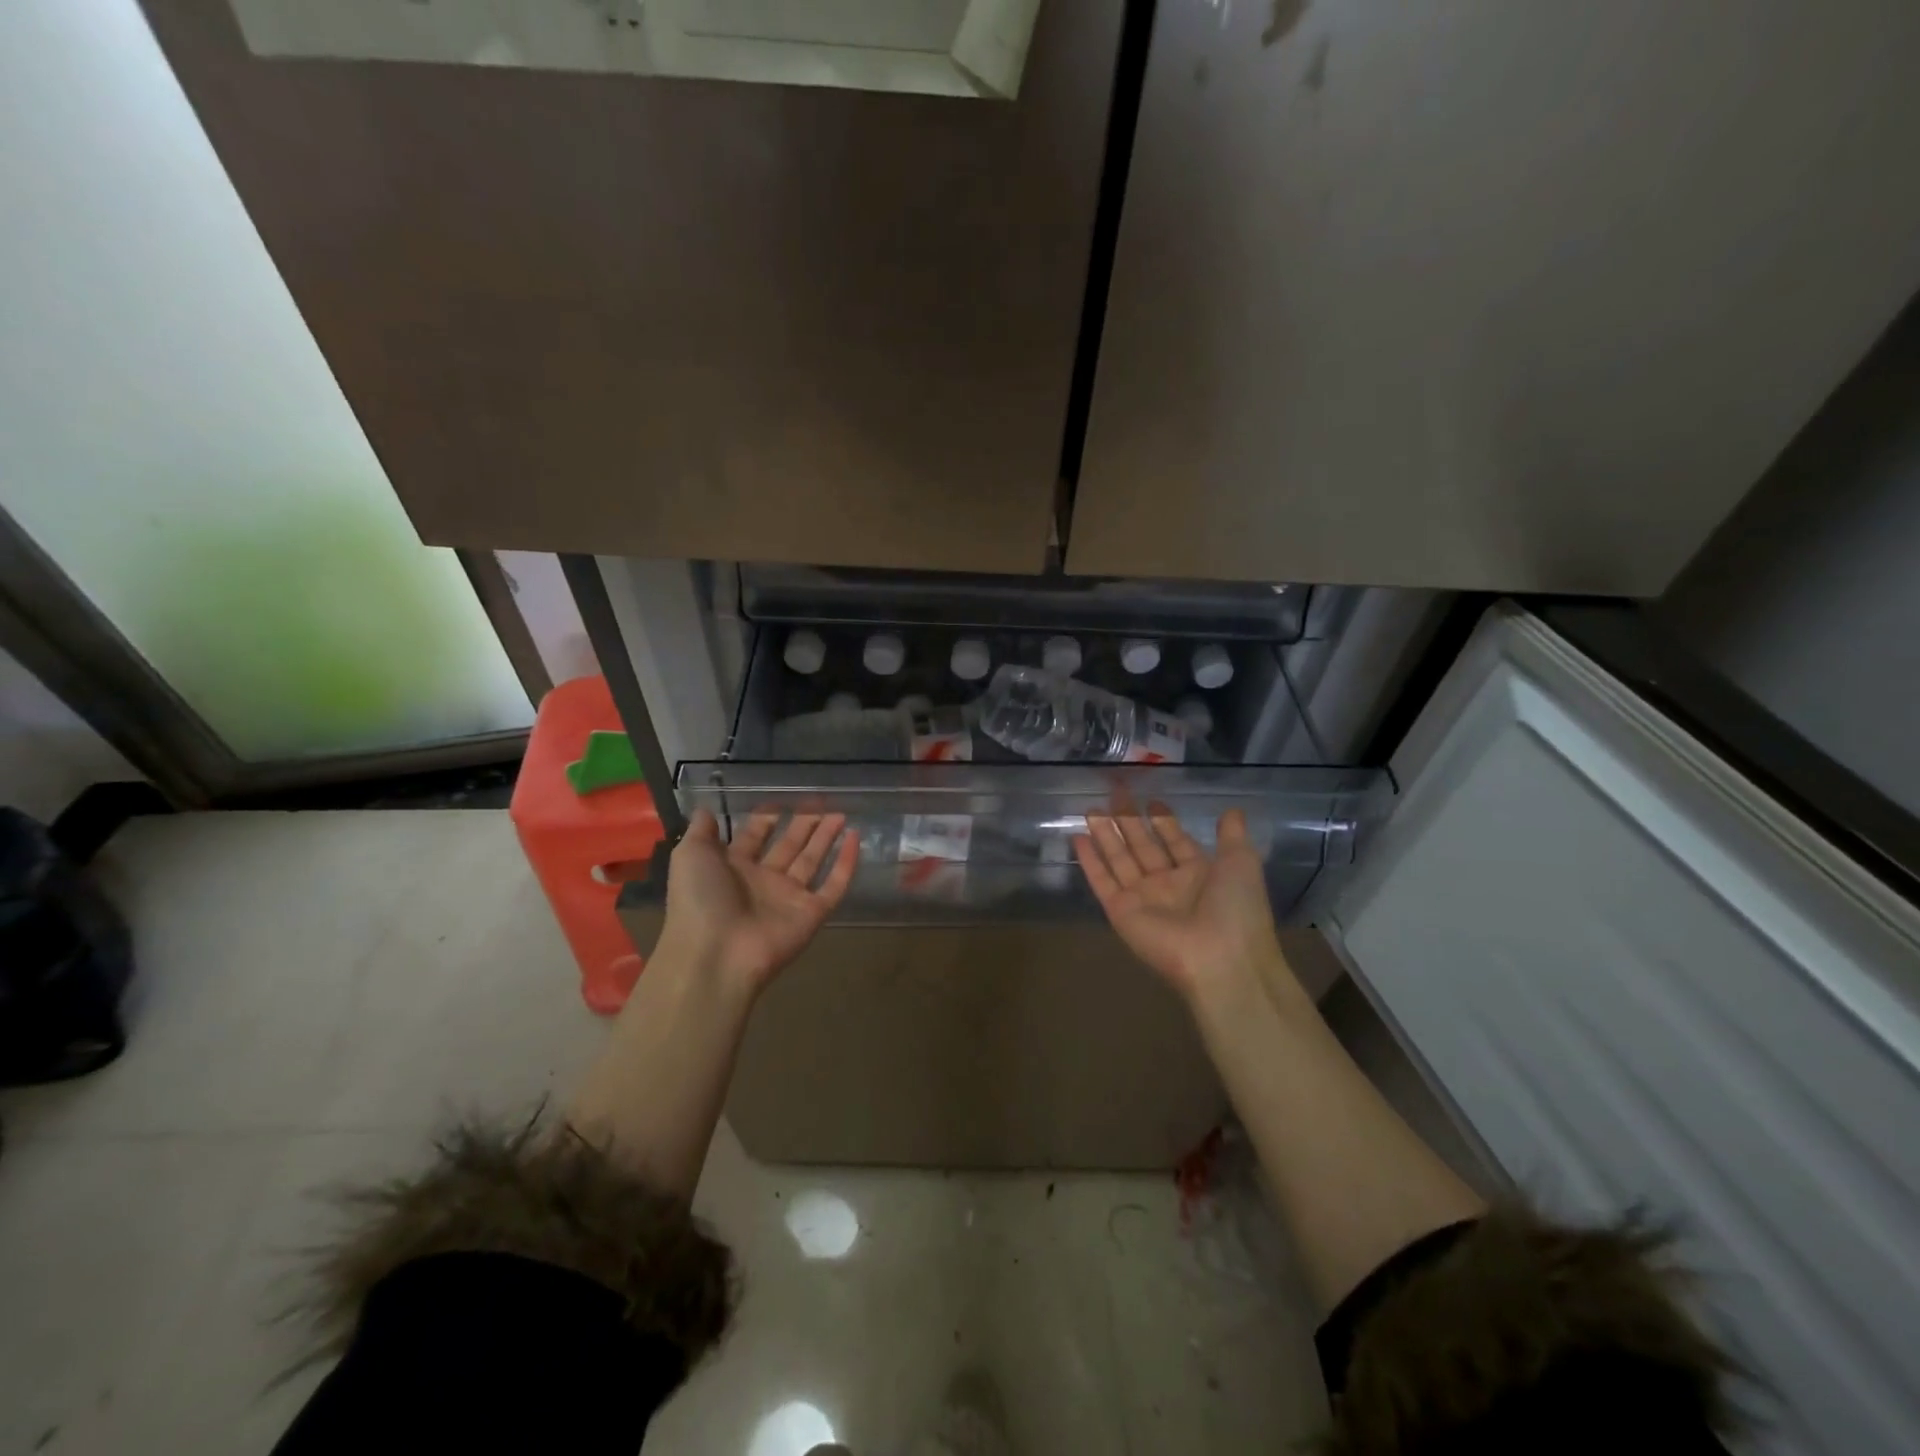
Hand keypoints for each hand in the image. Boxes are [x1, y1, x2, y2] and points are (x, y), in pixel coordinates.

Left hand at [658, 808, 858, 992]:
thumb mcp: (690, 855)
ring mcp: (788, 898)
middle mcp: (762, 881)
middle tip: (820, 803)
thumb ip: (701, 831)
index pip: (753, 837)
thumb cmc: (700, 900)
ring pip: (812, 861)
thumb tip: (706, 808)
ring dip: (826, 837)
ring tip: (841, 814)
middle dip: (803, 825)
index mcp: (732, 868)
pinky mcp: (812, 914)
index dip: (766, 819)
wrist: (716, 954)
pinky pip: (834, 885)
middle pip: (787, 846)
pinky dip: (846, 863)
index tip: (783, 800)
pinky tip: (856, 838)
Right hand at [1073, 806, 1288, 1003]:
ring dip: (1105, 834)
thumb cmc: (1236, 909)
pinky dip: (1089, 861)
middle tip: (1114, 794)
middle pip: (1143, 846)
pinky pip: (1102, 881)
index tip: (1151, 800)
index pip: (1176, 842)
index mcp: (1199, 874)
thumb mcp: (1242, 863)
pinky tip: (1077, 838)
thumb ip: (1232, 836)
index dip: (1164, 822)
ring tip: (1090, 809)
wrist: (1221, 959)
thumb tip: (1232, 810)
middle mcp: (1169, 885)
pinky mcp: (1120, 912)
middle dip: (1129, 821)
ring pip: (1119, 859)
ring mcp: (1142, 899)